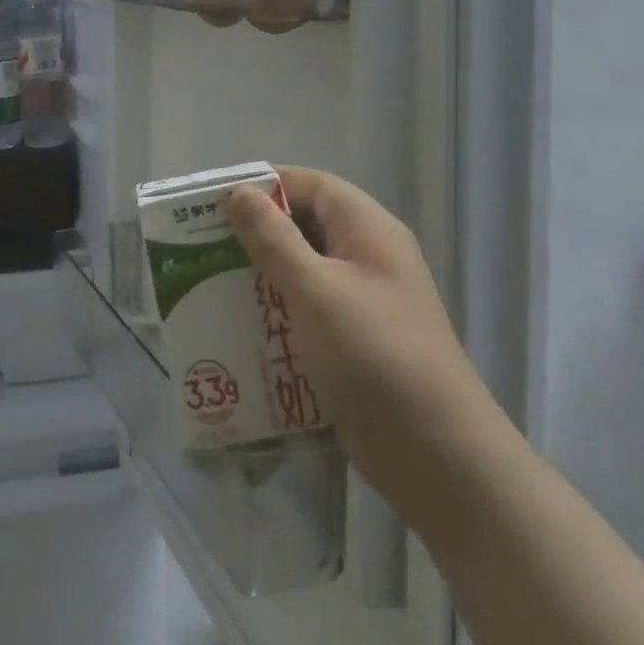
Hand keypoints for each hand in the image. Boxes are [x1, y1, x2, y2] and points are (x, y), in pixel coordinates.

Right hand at [226, 167, 495, 481]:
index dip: (265, 185)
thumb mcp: (316, 290)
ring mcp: (366, 302)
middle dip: (257, 233)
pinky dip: (278, 312)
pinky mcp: (357, 342)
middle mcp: (369, 257)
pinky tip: (241, 328)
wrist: (440, 459)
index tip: (216, 202)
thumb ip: (274, 239)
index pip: (311, 185)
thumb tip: (239, 193)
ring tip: (212, 284)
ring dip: (263, 275)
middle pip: (306, 225)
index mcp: (368, 230)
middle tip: (204, 245)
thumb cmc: (375, 357)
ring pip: (305, 270)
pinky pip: (310, 310)